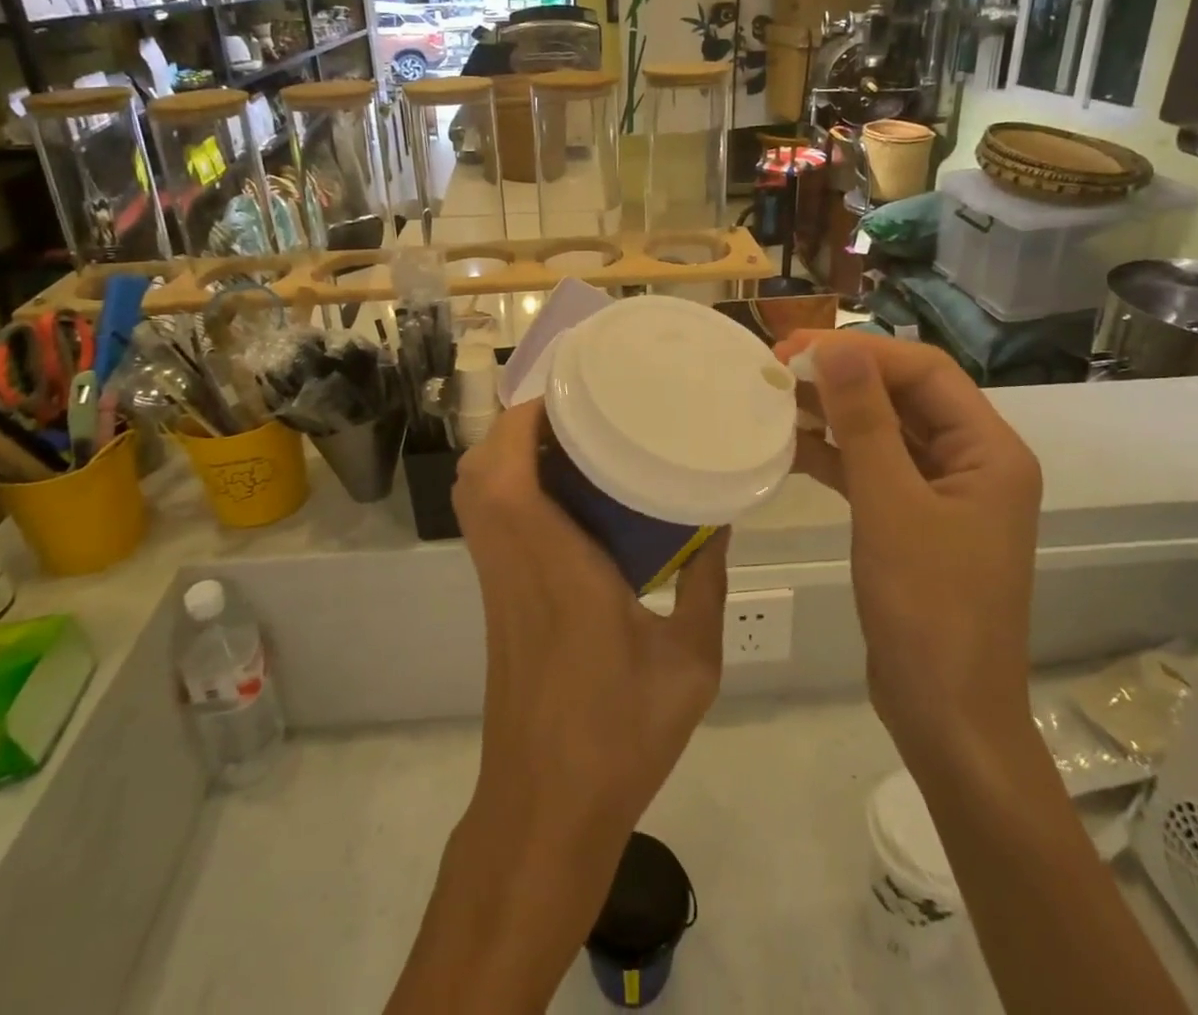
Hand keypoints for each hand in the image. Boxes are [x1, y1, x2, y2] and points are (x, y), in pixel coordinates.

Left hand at [452, 397, 729, 848]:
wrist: (545, 810)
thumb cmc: (619, 735)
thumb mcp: (690, 662)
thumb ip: (706, 586)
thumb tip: (721, 523)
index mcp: (556, 565)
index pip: (511, 472)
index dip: (528, 418)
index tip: (574, 388)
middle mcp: (513, 560)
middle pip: (481, 469)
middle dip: (520, 424)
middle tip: (581, 408)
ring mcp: (495, 580)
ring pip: (476, 492)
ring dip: (510, 451)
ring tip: (574, 438)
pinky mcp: (494, 597)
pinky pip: (488, 518)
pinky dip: (510, 485)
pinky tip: (566, 494)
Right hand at [776, 331, 1041, 763]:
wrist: (946, 716)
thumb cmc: (928, 610)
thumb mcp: (890, 507)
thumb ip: (864, 422)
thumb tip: (837, 347)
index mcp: (989, 451)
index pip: (924, 371)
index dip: (860, 351)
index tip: (795, 346)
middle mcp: (973, 461)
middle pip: (905, 395)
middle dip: (843, 376)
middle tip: (777, 365)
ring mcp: (943, 492)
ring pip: (885, 430)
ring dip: (834, 412)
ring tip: (775, 396)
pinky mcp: (914, 519)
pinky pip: (873, 468)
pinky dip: (834, 453)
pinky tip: (789, 445)